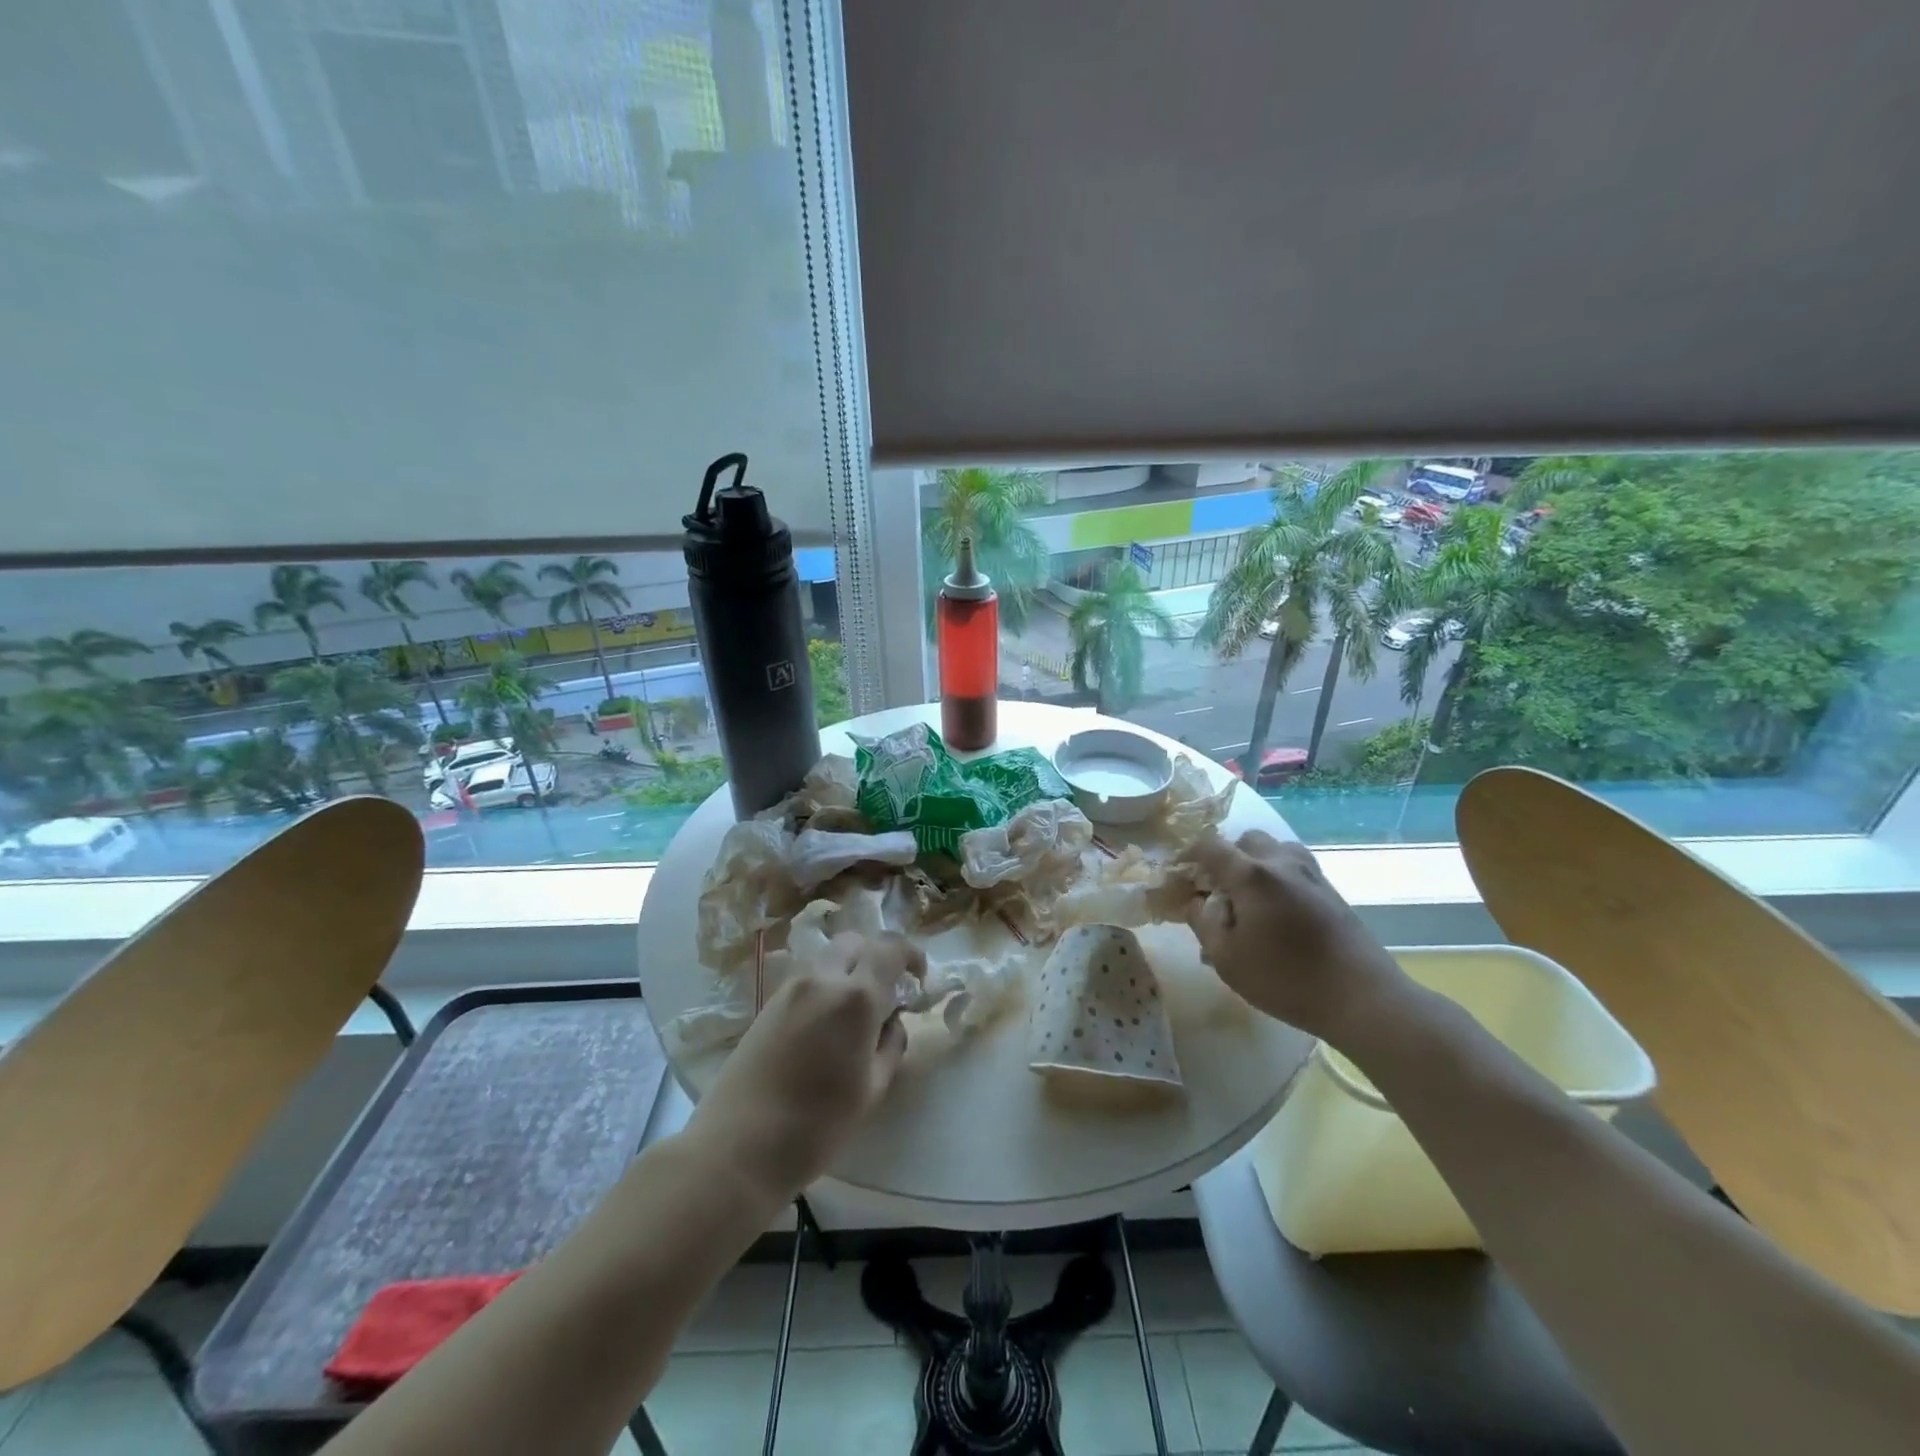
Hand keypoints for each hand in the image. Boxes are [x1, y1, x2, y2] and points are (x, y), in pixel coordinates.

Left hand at [688, 931, 917, 1204]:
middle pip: (855, 942)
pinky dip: (825, 985)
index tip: (919, 979)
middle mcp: (822, 979)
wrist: (737, 1149)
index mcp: (855, 997)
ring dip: (849, 969)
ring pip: (828, 957)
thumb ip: (890, 1045)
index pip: (890, 948)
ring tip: (856, 1011)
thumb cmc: (816, 1126)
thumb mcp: (872, 1090)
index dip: (911, 955)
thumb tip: (892, 1021)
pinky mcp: (768, 1003)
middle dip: (876, 956)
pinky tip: (826, 1025)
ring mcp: (790, 988)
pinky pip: (807, 978)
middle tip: (888, 991)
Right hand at [1188, 830, 1410, 1041]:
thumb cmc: (1285, 979)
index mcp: (1251, 874)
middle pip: (1246, 839)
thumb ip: (1203, 922)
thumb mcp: (1226, 958)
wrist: (1362, 997)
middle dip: (1226, 857)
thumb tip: (1197, 901)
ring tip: (1249, 897)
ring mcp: (1311, 873)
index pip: (1210, 845)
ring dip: (1256, 863)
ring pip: (1275, 849)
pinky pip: (1295, 867)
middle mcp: (1281, 862)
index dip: (1189, 854)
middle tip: (1216, 889)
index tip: (1179, 874)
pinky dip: (1278, 876)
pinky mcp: (1331, 890)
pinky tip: (1277, 910)